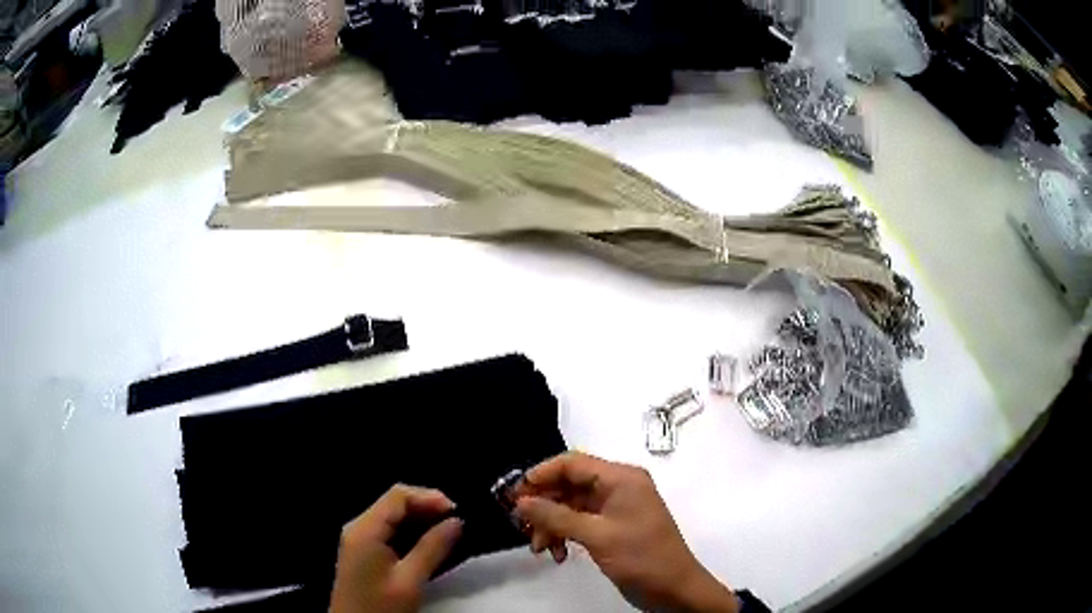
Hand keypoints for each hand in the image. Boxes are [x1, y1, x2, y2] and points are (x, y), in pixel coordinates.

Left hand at [330, 485, 462, 612]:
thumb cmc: (380, 607)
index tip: (457, 511)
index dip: (428, 497)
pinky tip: (431, 543)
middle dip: (427, 507)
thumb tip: (456, 522)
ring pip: (393, 517)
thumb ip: (432, 549)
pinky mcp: (364, 551)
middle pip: (394, 503)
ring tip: (450, 531)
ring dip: (421, 520)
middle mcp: (358, 527)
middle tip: (457, 521)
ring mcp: (359, 539)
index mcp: (364, 529)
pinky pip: (389, 531)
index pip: (397, 496)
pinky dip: (411, 532)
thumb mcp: (409, 581)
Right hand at [514, 452, 737, 612]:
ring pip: (571, 506)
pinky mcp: (612, 527)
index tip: (514, 494)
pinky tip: (558, 554)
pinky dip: (565, 535)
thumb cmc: (641, 557)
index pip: (572, 463)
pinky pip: (579, 522)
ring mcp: (615, 508)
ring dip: (552, 525)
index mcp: (621, 478)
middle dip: (544, 505)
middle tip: (522, 525)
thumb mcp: (596, 536)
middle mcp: (618, 487)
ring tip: (540, 548)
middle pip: (569, 484)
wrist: (674, 589)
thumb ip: (557, 516)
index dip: (541, 474)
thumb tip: (521, 501)